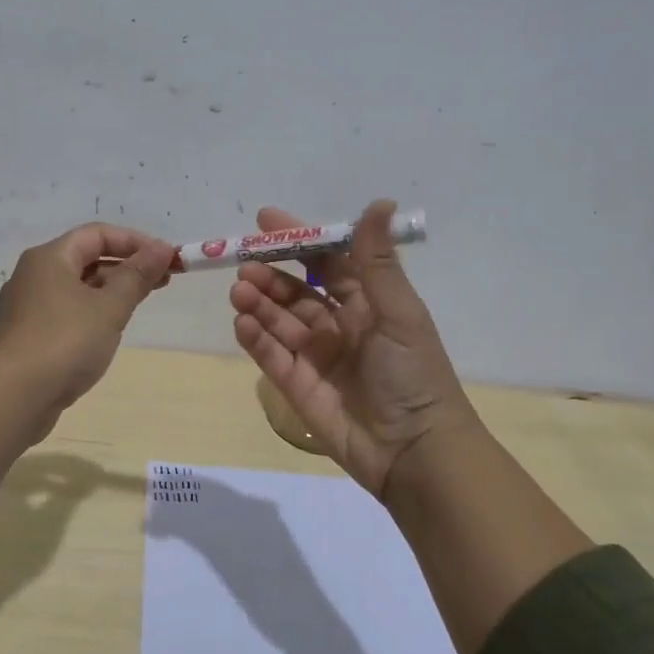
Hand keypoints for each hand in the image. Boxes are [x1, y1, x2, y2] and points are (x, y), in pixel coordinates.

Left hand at [0, 222, 175, 415]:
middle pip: (86, 258)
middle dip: (127, 266)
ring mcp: (28, 306)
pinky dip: (92, 310)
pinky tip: (110, 328)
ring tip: (142, 301)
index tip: (166, 258)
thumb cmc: (65, 342)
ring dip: (111, 289)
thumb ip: (137, 276)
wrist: (15, 397)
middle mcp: (33, 275)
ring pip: (77, 286)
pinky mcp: (28, 335)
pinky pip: (67, 310)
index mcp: (49, 258)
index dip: (135, 241)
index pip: (97, 234)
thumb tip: (161, 248)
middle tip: (164, 280)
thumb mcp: (109, 307)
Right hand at [229, 199, 475, 498]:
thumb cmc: (412, 374)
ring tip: (240, 291)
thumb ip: (377, 260)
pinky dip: (255, 338)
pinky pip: (271, 355)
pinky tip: (242, 323)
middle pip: (296, 291)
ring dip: (258, 303)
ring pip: (278, 321)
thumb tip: (380, 202)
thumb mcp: (398, 311)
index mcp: (367, 303)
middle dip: (270, 274)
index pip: (327, 261)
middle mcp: (339, 325)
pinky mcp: (297, 386)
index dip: (299, 240)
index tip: (266, 220)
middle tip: (244, 263)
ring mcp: (316, 357)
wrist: (414, 451)